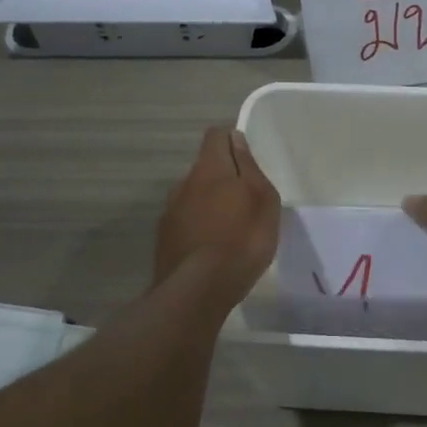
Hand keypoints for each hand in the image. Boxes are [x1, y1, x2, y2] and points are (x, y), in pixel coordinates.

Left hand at [153, 128, 280, 297]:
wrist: (197, 291)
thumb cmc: (241, 239)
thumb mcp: (262, 199)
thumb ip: (248, 166)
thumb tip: (236, 139)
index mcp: (210, 169)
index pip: (216, 135)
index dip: (232, 139)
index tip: (248, 157)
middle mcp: (185, 183)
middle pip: (205, 167)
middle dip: (224, 175)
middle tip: (246, 198)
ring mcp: (170, 211)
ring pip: (194, 194)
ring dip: (210, 202)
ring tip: (231, 226)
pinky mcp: (164, 238)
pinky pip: (186, 219)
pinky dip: (199, 224)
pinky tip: (213, 246)